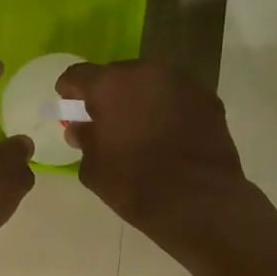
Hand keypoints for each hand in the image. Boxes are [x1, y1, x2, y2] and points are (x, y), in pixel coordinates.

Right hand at [56, 60, 259, 250]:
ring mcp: (181, 83)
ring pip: (150, 83)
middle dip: (107, 94)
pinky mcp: (208, 99)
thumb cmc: (134, 185)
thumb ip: (84, 140)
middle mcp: (146, 73)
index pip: (78, 75)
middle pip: (117, 74)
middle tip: (105, 119)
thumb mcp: (93, 168)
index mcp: (109, 86)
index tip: (68, 106)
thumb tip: (81, 129)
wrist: (198, 202)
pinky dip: (167, 109)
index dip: (69, 90)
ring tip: (138, 127)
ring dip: (139, 99)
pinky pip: (176, 97)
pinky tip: (167, 135)